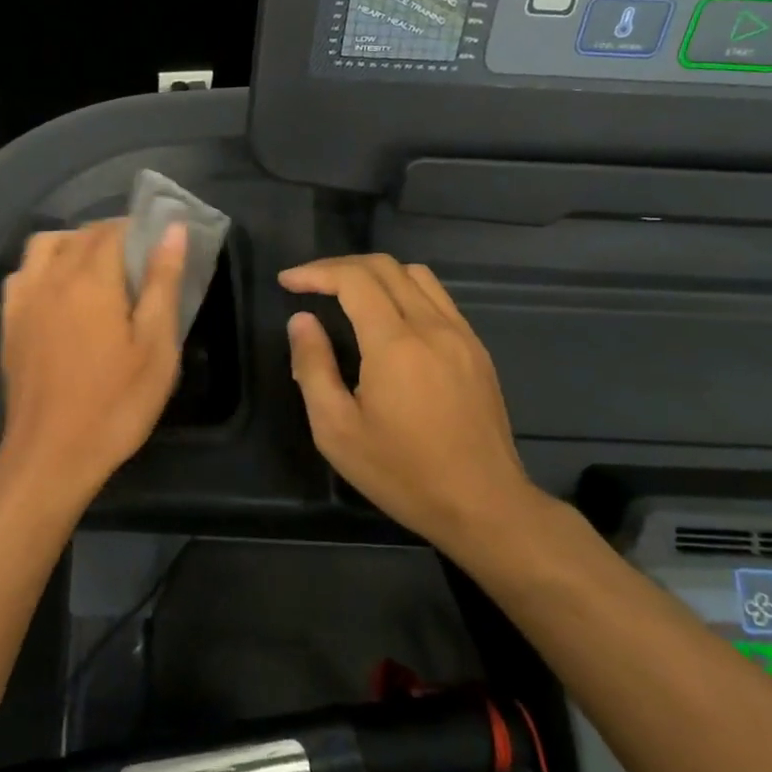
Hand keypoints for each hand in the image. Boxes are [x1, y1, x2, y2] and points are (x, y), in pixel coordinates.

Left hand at [0, 219, 187, 508]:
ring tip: (97, 270)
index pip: (113, 230)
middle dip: (111, 235)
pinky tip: (58, 291)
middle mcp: (52, 277)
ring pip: (45, 245)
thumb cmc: (115, 404)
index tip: (158, 244)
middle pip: (81, 235)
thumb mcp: (156, 348)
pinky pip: (22, 272)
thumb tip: (172, 229)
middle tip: (138, 261)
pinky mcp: (9, 321)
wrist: (51, 454)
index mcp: (92, 279)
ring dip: (73, 244)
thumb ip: (163, 283)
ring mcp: (24, 298)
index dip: (138, 228)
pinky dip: (43, 266)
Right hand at [280, 254, 546, 553]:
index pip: (353, 280)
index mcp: (395, 344)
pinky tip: (387, 317)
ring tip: (345, 292)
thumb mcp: (336, 430)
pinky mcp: (477, 350)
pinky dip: (404, 290)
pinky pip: (437, 298)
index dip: (316, 272)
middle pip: (385, 267)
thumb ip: (313, 367)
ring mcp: (461, 335)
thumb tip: (302, 321)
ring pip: (416, 275)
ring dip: (375, 273)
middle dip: (340, 266)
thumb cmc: (402, 473)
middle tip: (310, 283)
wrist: (484, 505)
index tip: (288, 281)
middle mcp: (432, 326)